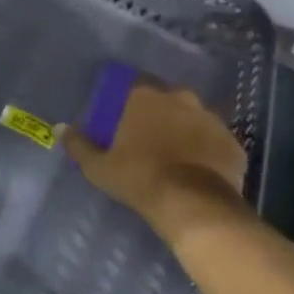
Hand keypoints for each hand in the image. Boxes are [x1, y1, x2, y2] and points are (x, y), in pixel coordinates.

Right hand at [62, 82, 245, 242]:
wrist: (194, 206)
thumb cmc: (140, 178)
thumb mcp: (99, 167)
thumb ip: (79, 145)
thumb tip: (60, 128)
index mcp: (145, 96)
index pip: (134, 86)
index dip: (128, 103)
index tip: (124, 121)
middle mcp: (180, 98)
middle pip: (166, 100)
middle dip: (160, 114)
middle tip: (150, 138)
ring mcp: (211, 119)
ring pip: (194, 119)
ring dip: (185, 131)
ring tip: (177, 156)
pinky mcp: (233, 143)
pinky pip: (216, 142)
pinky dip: (208, 151)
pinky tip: (200, 171)